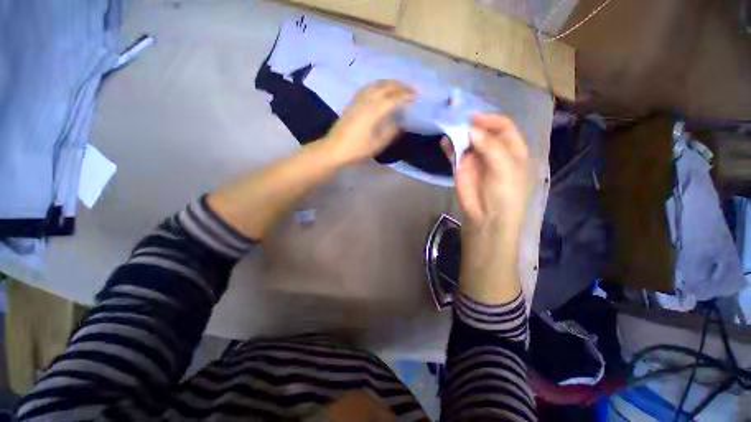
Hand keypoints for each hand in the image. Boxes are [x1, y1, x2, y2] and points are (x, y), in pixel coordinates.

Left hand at [324, 80, 414, 164]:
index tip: (416, 96)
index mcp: (372, 113)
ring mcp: (357, 100)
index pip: (392, 99)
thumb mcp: (376, 145)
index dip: (405, 96)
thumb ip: (389, 133)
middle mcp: (365, 102)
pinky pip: (368, 88)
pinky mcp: (352, 102)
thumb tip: (399, 122)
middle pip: (385, 87)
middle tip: (412, 89)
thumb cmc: (355, 150)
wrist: (333, 149)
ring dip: (390, 83)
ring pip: (376, 84)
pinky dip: (379, 85)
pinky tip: (381, 89)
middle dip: (400, 86)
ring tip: (400, 87)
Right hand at [441, 114, 532, 235]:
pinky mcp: (461, 167)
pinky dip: (449, 146)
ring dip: (459, 133)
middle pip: (483, 131)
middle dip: (472, 124)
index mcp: (512, 149)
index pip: (503, 126)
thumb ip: (490, 146)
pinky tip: (444, 141)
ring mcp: (476, 159)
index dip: (490, 120)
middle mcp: (494, 150)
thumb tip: (470, 130)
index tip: (473, 119)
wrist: (486, 217)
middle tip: (457, 119)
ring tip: (448, 127)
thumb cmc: (504, 193)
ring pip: (467, 140)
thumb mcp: (505, 168)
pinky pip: (455, 153)